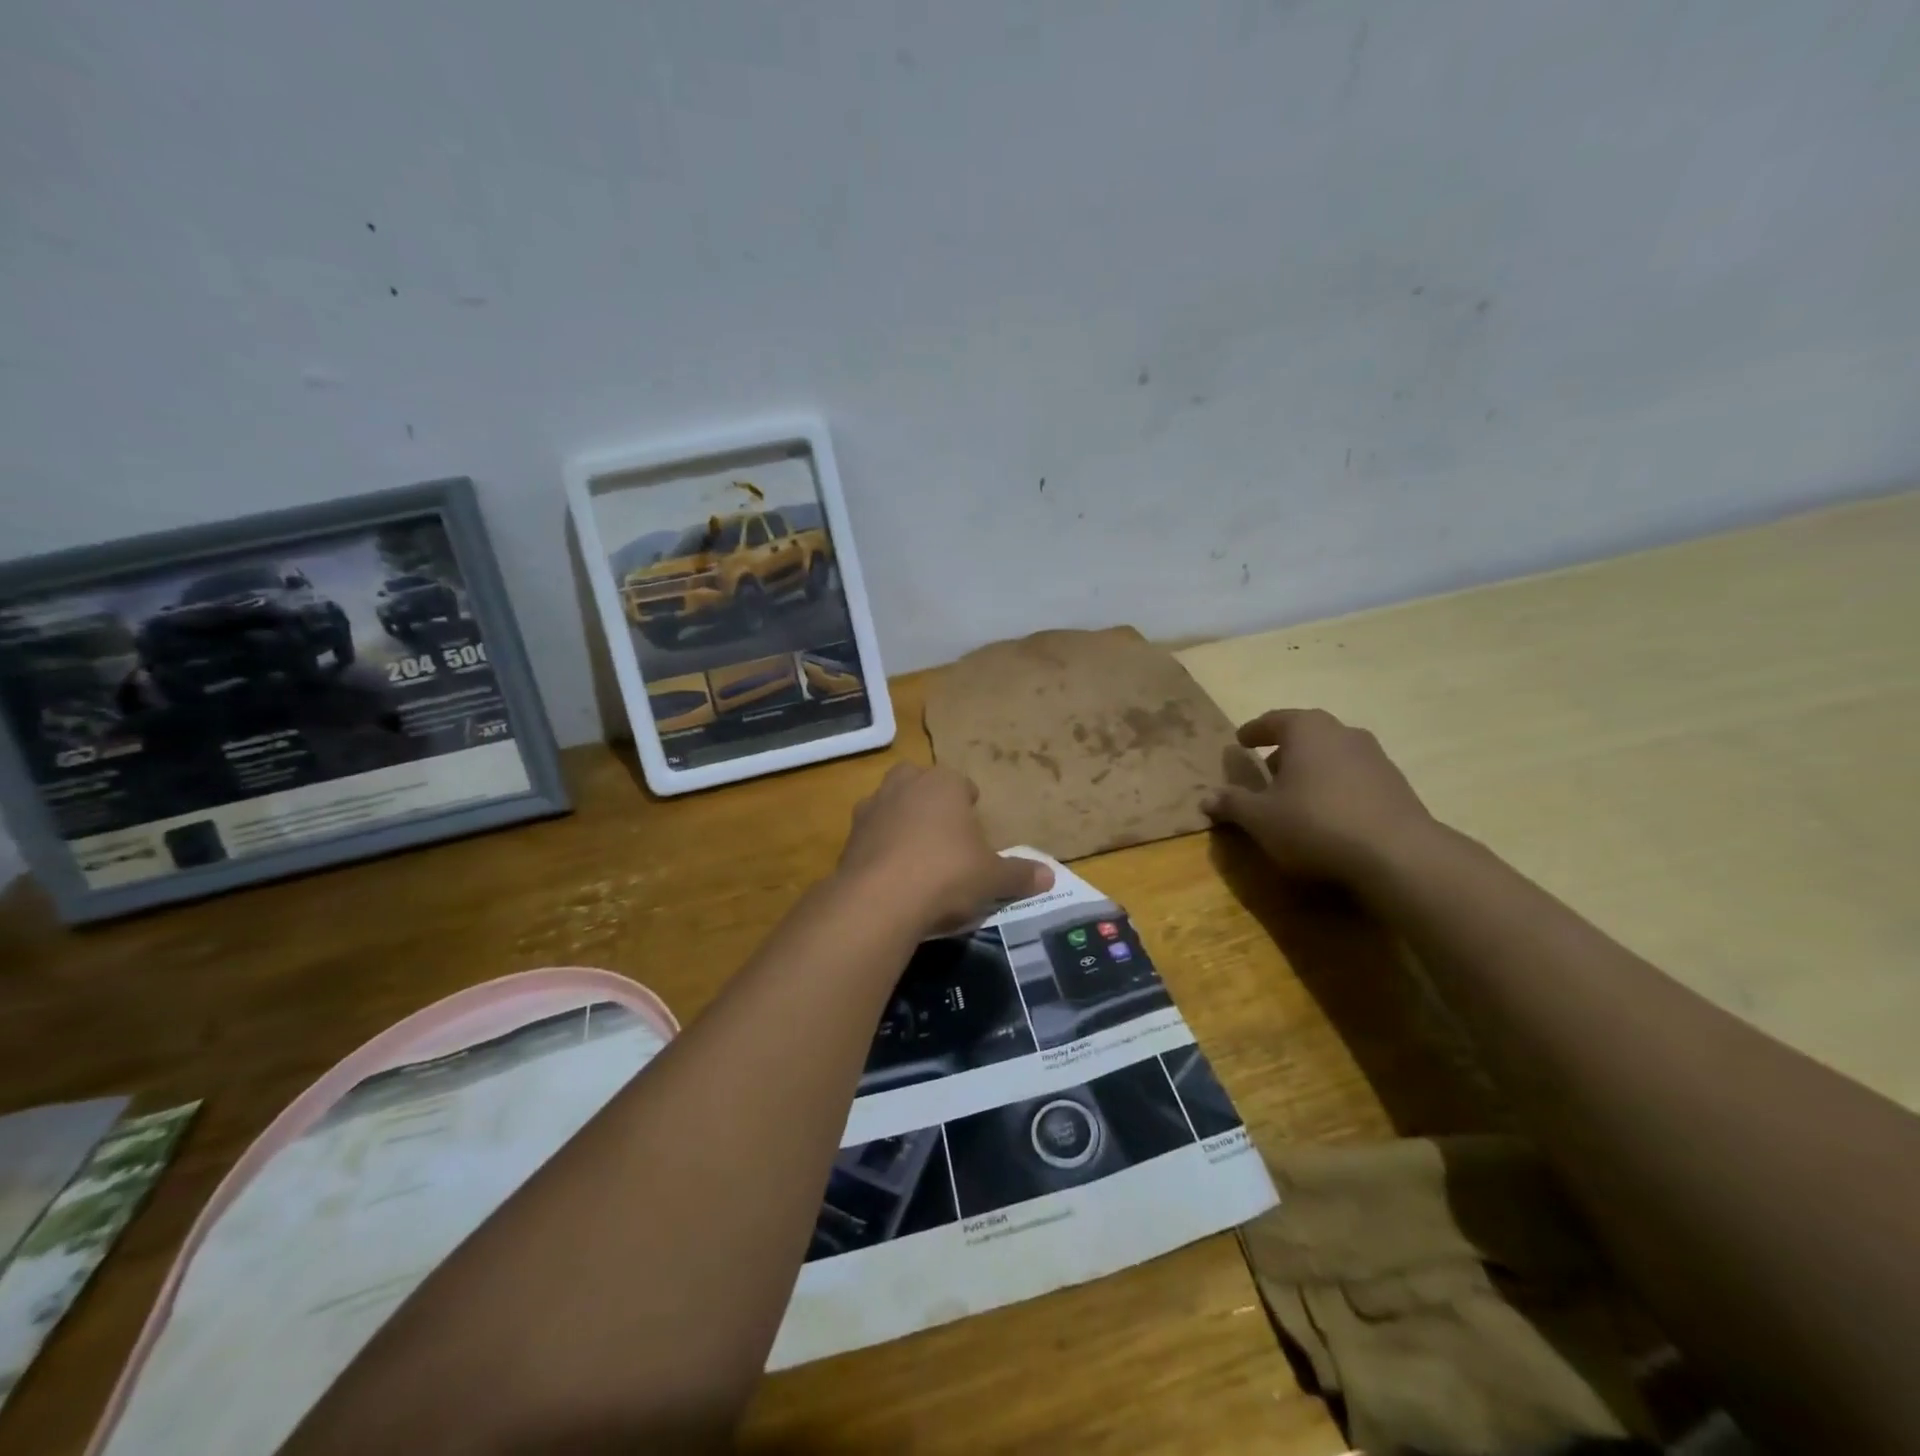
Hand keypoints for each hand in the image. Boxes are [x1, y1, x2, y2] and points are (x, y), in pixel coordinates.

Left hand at [838, 763, 1053, 936]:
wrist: (881, 898)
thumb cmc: (947, 874)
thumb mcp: (992, 877)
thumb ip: (1020, 874)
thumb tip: (1050, 877)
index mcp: (944, 783)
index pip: (961, 784)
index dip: (969, 804)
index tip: (973, 829)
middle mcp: (905, 785)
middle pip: (919, 783)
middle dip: (929, 800)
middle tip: (943, 833)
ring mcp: (872, 807)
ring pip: (890, 803)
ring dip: (900, 820)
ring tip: (915, 854)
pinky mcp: (849, 835)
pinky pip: (870, 834)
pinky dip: (879, 847)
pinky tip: (891, 875)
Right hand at [1201, 709, 1438, 886]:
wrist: (1398, 854)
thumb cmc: (1315, 823)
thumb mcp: (1260, 818)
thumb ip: (1232, 804)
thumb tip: (1206, 798)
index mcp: (1306, 729)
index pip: (1272, 720)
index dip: (1253, 731)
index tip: (1240, 740)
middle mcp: (1342, 732)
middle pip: (1306, 734)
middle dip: (1284, 750)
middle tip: (1265, 770)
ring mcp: (1374, 757)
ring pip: (1332, 755)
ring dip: (1312, 769)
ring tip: (1296, 795)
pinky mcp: (1396, 784)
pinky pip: (1353, 777)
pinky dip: (1335, 787)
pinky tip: (1328, 813)